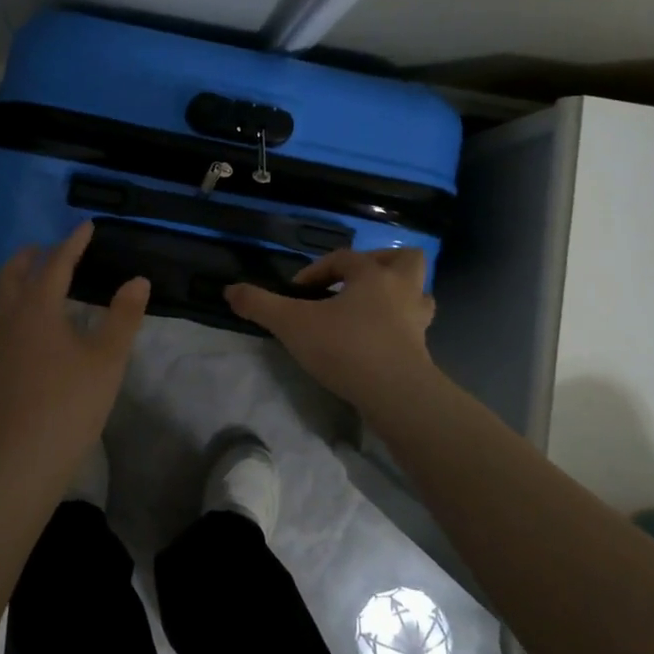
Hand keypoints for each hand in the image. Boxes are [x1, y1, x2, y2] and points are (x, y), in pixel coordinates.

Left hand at [0, 222, 149, 478]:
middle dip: (31, 256)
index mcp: (37, 308)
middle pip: (13, 275)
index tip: (86, 226)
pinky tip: (27, 325)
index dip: (73, 243)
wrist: (22, 459)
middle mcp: (10, 318)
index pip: (56, 264)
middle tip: (47, 247)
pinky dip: (11, 304)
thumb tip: (137, 280)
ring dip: (15, 279)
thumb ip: (123, 317)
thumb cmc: (70, 404)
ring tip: (32, 278)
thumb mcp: (107, 359)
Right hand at [225, 247, 434, 412]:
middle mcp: (402, 290)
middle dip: (380, 264)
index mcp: (373, 275)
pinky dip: (398, 327)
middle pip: (405, 260)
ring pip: (418, 294)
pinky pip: (414, 327)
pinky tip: (376, 340)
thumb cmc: (346, 347)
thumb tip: (230, 290)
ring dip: (397, 295)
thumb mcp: (292, 324)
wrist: (397, 395)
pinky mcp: (422, 351)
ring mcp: (417, 321)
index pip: (344, 258)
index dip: (317, 269)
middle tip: (353, 283)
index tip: (297, 292)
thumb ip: (260, 305)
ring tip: (369, 309)